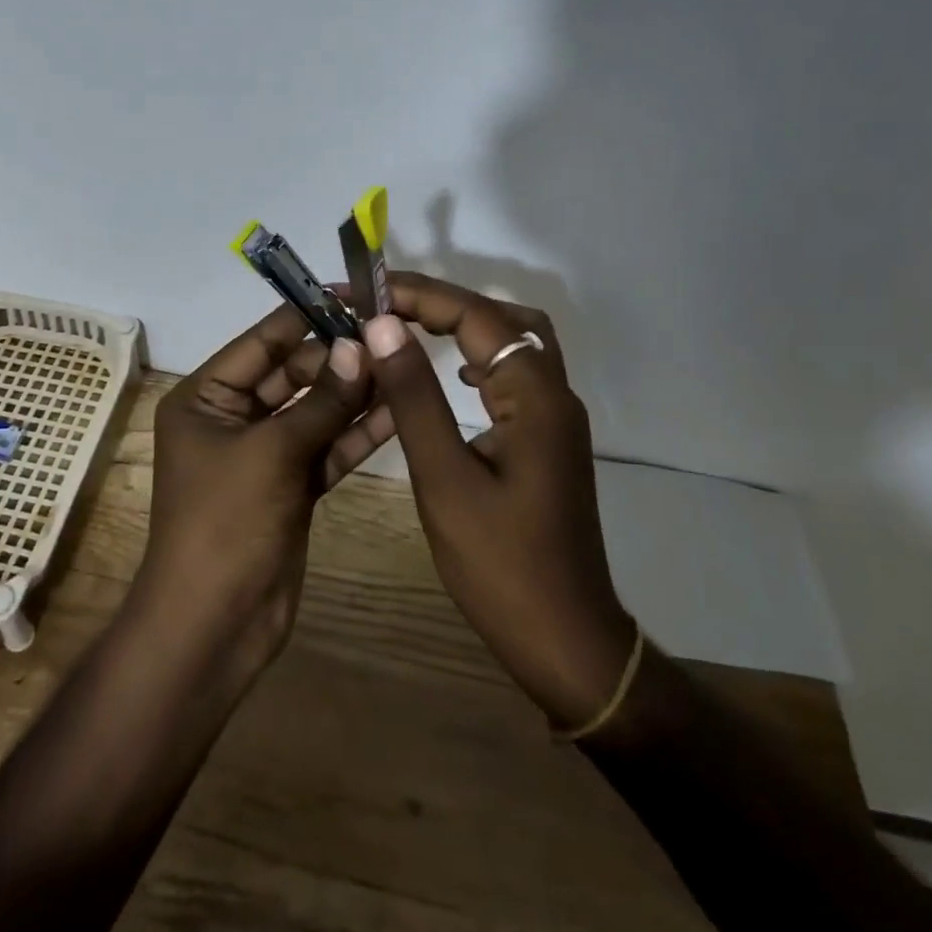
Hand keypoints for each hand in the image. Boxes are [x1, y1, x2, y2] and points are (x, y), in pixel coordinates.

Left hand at [139, 305, 393, 671]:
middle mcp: (233, 418)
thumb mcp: (272, 452)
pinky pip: (327, 448)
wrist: (214, 625)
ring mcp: (265, 454)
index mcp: (206, 398)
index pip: (262, 342)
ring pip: (315, 411)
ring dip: (354, 394)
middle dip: (338, 359)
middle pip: (293, 374)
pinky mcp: (292, 487)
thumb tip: (359, 346)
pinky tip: (399, 412)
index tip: (354, 296)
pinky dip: (357, 434)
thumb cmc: (225, 523)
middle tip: (391, 339)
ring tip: (403, 365)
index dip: (306, 317)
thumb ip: (321, 401)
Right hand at [359, 272, 635, 728]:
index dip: (418, 294)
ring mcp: (555, 416)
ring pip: (512, 342)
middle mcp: (554, 392)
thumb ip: (414, 396)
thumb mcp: (445, 477)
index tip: (365, 291)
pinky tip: (448, 375)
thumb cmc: (500, 564)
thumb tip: (383, 325)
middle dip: (439, 302)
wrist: (565, 641)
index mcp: (535, 395)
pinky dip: (476, 357)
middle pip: (500, 318)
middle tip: (382, 306)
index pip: (475, 315)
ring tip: (405, 328)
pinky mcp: (547, 439)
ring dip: (460, 326)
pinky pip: (513, 374)